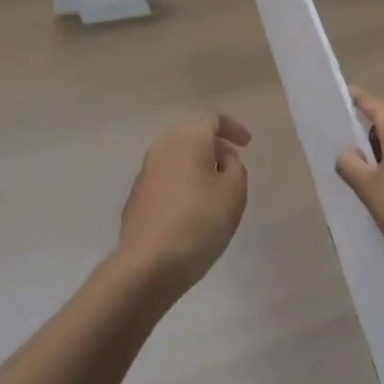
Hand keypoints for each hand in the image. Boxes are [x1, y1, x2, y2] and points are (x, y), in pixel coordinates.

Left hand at [115, 112, 250, 297]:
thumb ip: (235, 166)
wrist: (148, 264)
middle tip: (232, 165)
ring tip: (213, 189)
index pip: (213, 119)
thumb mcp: (234, 191)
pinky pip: (166, 177)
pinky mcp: (137, 195)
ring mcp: (146, 171)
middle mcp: (163, 146)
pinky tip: (191, 208)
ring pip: (177, 156)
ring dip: (196, 165)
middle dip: (214, 146)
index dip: (233, 128)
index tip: (247, 144)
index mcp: (188, 138)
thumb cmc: (200, 222)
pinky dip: (181, 182)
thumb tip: (220, 158)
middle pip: (192, 135)